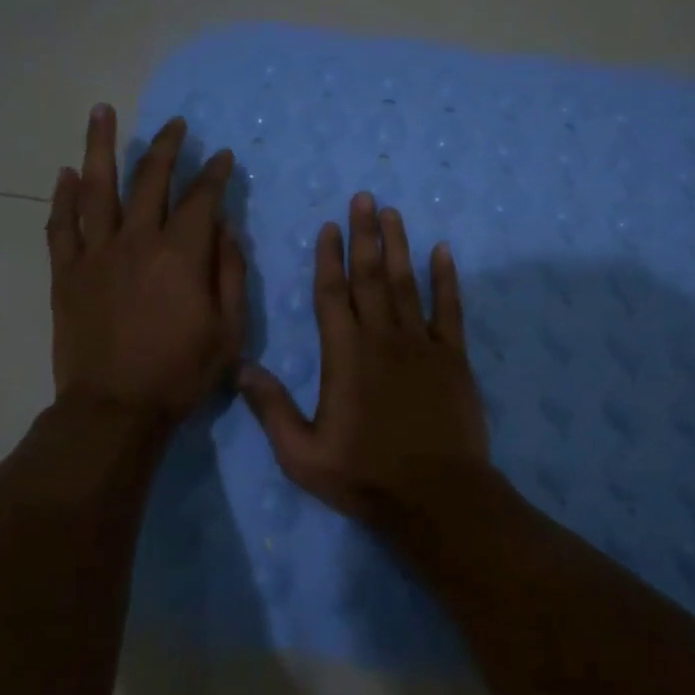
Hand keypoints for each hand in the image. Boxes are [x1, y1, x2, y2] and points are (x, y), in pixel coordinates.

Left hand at [45, 105, 246, 422]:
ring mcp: (95, 254)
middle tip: (176, 124)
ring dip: (101, 146)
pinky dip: (63, 197)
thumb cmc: (180, 373)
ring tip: (102, 111)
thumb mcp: (229, 330)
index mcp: (181, 255)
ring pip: (97, 188)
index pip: (201, 199)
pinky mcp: (66, 273)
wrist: (115, 409)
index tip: (223, 157)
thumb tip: (225, 228)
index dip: (215, 174)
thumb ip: (230, 273)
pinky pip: (61, 226)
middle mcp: (137, 241)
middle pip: (151, 180)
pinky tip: (67, 173)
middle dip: (167, 147)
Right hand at [239, 193, 492, 525]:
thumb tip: (241, 367)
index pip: (332, 294)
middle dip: (365, 235)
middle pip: (370, 276)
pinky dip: (446, 278)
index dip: (329, 258)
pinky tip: (442, 251)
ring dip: (399, 246)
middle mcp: (382, 338)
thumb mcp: (302, 454)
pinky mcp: (453, 357)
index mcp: (344, 355)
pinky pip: (450, 308)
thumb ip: (271, 409)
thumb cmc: (365, 476)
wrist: (437, 496)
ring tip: (393, 212)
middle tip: (364, 198)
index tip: (329, 226)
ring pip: (406, 283)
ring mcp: (421, 344)